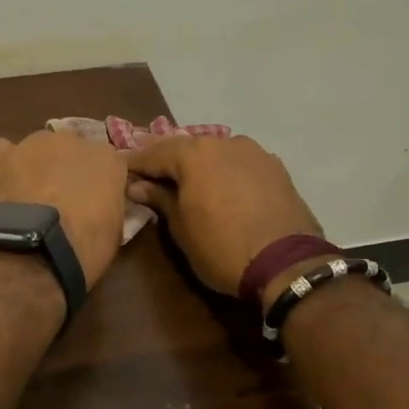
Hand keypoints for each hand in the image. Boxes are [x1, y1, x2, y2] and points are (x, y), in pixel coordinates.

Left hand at [0, 131, 128, 287]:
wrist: (37, 248)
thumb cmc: (85, 245)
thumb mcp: (113, 228)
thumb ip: (107, 203)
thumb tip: (96, 203)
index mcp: (107, 158)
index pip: (107, 162)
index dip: (98, 181)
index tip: (92, 199)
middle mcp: (74, 140)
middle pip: (72, 149)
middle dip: (67, 167)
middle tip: (60, 196)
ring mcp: (36, 143)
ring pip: (39, 148)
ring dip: (37, 164)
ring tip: (28, 194)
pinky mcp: (4, 154)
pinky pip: (5, 151)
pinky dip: (6, 165)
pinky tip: (5, 183)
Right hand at [126, 135, 322, 297]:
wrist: (287, 265)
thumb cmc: (221, 247)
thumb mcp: (181, 228)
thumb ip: (159, 199)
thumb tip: (137, 185)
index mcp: (194, 154)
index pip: (153, 153)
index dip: (135, 164)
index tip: (120, 172)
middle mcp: (223, 143)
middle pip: (186, 148)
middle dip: (166, 160)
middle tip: (149, 174)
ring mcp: (254, 153)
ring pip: (216, 153)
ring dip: (198, 164)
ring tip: (185, 180)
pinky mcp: (276, 168)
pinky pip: (239, 164)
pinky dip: (225, 172)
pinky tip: (221, 186)